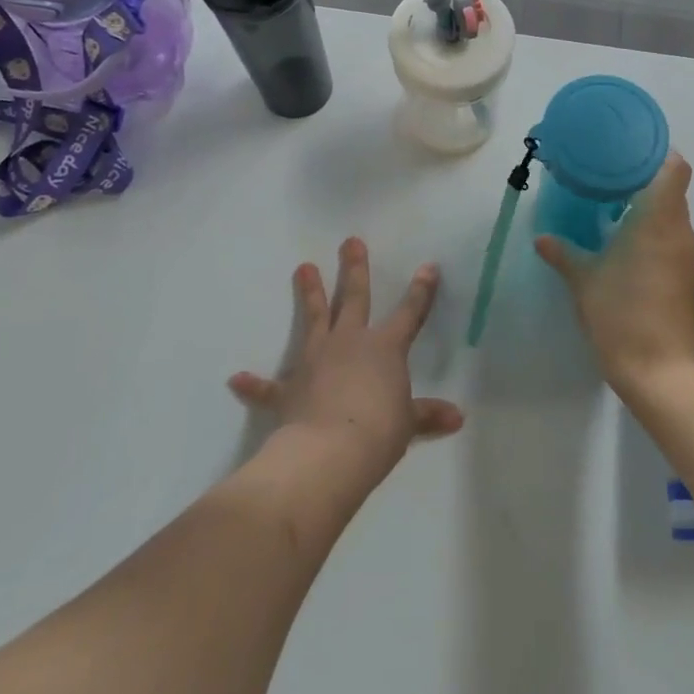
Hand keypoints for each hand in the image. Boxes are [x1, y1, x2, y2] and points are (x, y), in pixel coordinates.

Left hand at [229, 238, 463, 485]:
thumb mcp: (407, 423)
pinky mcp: (289, 388)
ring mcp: (316, 360)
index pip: (409, 313)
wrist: (330, 452)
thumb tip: (458, 417)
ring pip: (314, 319)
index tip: (428, 266)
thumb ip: (427, 415)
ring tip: (304, 267)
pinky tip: (236, 379)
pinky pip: (268, 386)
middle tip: (350, 241)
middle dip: (354, 268)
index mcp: (384, 348)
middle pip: (354, 298)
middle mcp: (350, 343)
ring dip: (310, 293)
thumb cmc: (378, 432)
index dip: (421, 291)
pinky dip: (253, 384)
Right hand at [536, 151, 693, 396]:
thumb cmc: (622, 314)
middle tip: (605, 172)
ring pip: (670, 213)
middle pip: (671, 187)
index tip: (626, 149)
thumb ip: (563, 253)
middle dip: (642, 176)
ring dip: (645, 203)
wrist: (661, 371)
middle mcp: (679, 230)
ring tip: (609, 201)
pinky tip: (621, 238)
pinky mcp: (684, 275)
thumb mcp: (584, 280)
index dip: (656, 151)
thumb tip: (542, 237)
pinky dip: (650, 228)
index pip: (674, 167)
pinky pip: (669, 235)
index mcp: (658, 219)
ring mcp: (684, 254)